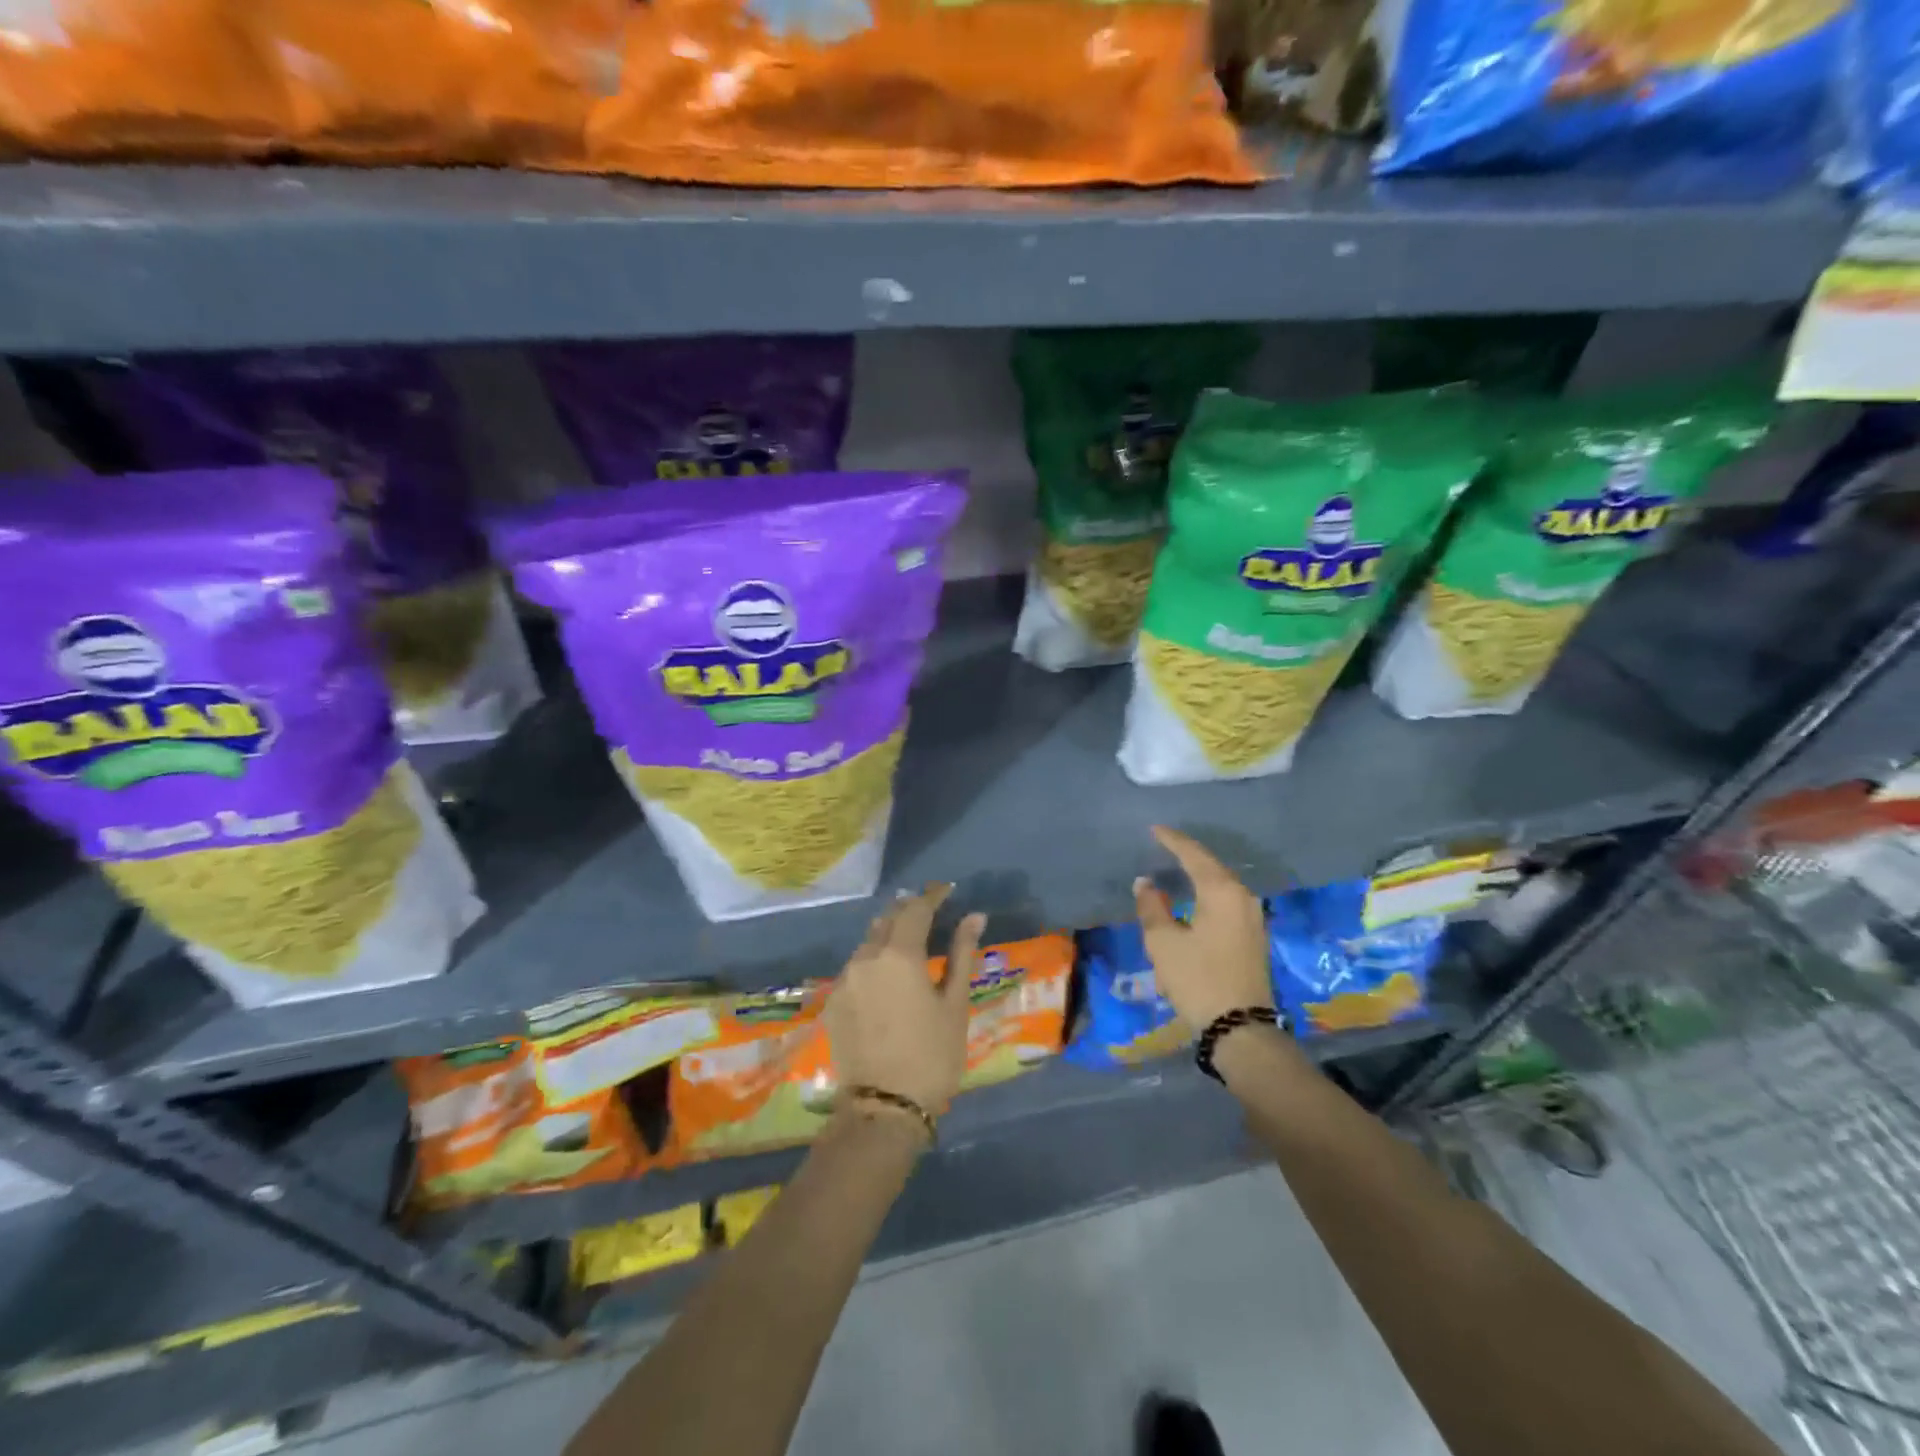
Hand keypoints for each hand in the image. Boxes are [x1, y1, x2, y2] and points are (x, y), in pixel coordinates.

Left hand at [827, 884, 984, 1117]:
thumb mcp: (955, 1004)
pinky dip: (873, 959)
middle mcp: (866, 957)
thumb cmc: (932, 1055)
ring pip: (868, 941)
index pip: (916, 909)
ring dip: (889, 933)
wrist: (883, 1108)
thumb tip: (974, 917)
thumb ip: (962, 955)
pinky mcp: (834, 1001)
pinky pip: (856, 966)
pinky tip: (886, 974)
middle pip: (888, 919)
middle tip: (930, 910)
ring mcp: (845, 979)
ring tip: (909, 938)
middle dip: (909, 910)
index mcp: (899, 954)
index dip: (933, 896)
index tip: (948, 890)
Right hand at [1134, 826, 1272, 1031]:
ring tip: (1177, 867)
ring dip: (1199, 875)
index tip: (1154, 829)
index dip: (1172, 841)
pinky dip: (1208, 892)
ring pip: (1221, 885)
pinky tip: (1195, 897)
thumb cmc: (1198, 979)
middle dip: (1187, 855)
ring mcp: (1252, 917)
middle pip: (1211, 866)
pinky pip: (1227, 901)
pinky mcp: (1253, 936)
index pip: (1194, 855)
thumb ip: (1152, 907)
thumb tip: (1145, 883)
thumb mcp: (1163, 943)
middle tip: (1164, 845)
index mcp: (1221, 892)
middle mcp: (1242, 897)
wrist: (1240, 1027)